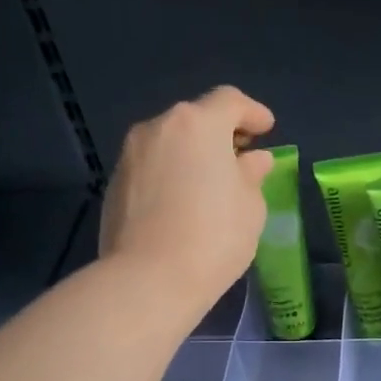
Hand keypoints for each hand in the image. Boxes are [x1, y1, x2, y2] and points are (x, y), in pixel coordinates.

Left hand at [100, 87, 274, 314]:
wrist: (148, 280)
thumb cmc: (213, 238)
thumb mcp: (250, 207)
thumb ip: (252, 175)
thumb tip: (253, 160)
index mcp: (197, 124)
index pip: (229, 101)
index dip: (252, 112)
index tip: (267, 129)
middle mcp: (158, 128)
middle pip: (194, 120)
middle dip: (220, 134)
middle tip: (240, 158)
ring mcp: (130, 156)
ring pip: (169, 144)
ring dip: (191, 155)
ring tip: (209, 184)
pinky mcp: (114, 185)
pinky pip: (151, 169)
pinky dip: (170, 175)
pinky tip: (182, 204)